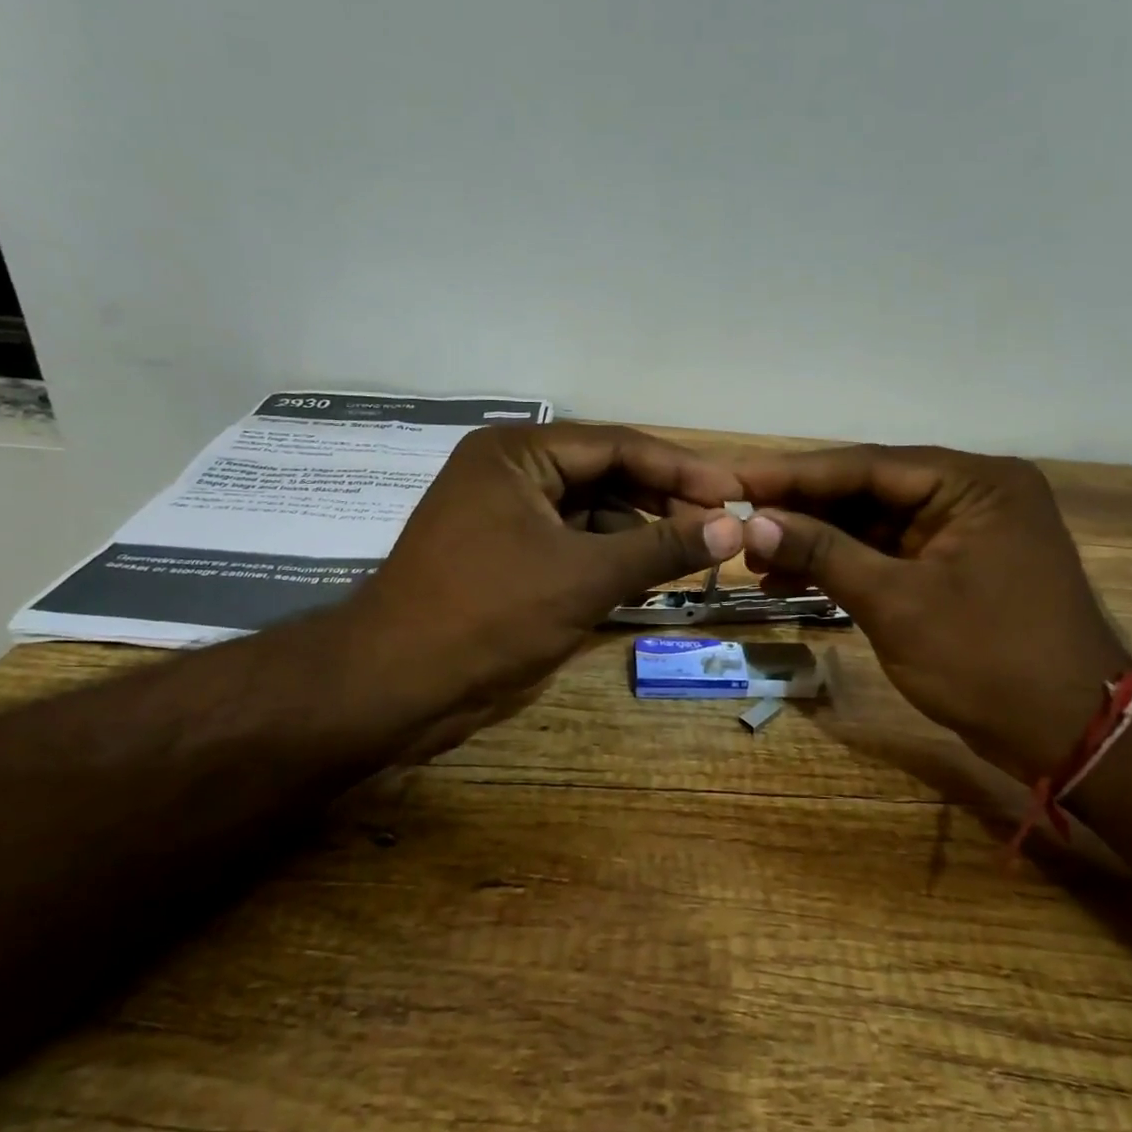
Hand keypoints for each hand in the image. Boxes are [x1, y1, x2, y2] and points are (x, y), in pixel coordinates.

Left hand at [343, 423, 742, 755]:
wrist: (395, 686)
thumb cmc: (489, 615)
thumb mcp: (586, 576)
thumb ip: (662, 547)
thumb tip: (735, 527)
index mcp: (517, 453)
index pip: (618, 445)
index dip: (682, 470)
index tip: (734, 493)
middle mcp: (509, 472)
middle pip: (605, 475)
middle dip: (662, 502)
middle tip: (720, 528)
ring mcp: (503, 516)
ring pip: (589, 512)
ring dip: (638, 532)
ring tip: (693, 554)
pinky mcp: (503, 556)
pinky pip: (569, 543)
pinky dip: (608, 557)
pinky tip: (646, 575)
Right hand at [736, 446, 1131, 778]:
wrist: (1071, 736)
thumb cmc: (989, 662)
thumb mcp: (896, 603)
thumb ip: (824, 553)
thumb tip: (754, 523)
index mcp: (974, 483)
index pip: (867, 466)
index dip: (794, 474)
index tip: (735, 480)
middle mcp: (972, 494)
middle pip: (868, 491)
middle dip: (802, 511)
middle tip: (737, 522)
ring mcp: (964, 532)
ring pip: (872, 525)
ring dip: (816, 542)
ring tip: (755, 560)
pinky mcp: (954, 567)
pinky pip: (887, 554)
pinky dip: (843, 567)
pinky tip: (792, 580)